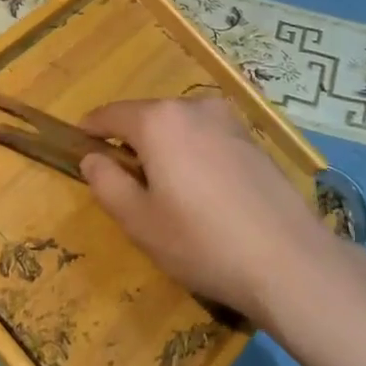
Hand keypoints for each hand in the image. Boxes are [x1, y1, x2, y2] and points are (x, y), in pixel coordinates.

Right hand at [78, 95, 334, 321]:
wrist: (286, 257)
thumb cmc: (202, 242)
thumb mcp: (140, 221)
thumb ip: (108, 183)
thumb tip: (92, 158)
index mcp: (160, 121)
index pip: (113, 114)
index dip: (92, 128)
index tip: (79, 141)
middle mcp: (193, 108)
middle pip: (149, 116)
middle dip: (131, 139)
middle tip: (121, 175)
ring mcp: (228, 119)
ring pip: (181, 124)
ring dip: (164, 144)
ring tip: (162, 185)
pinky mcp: (252, 138)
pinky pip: (207, 135)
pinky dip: (193, 150)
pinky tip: (201, 187)